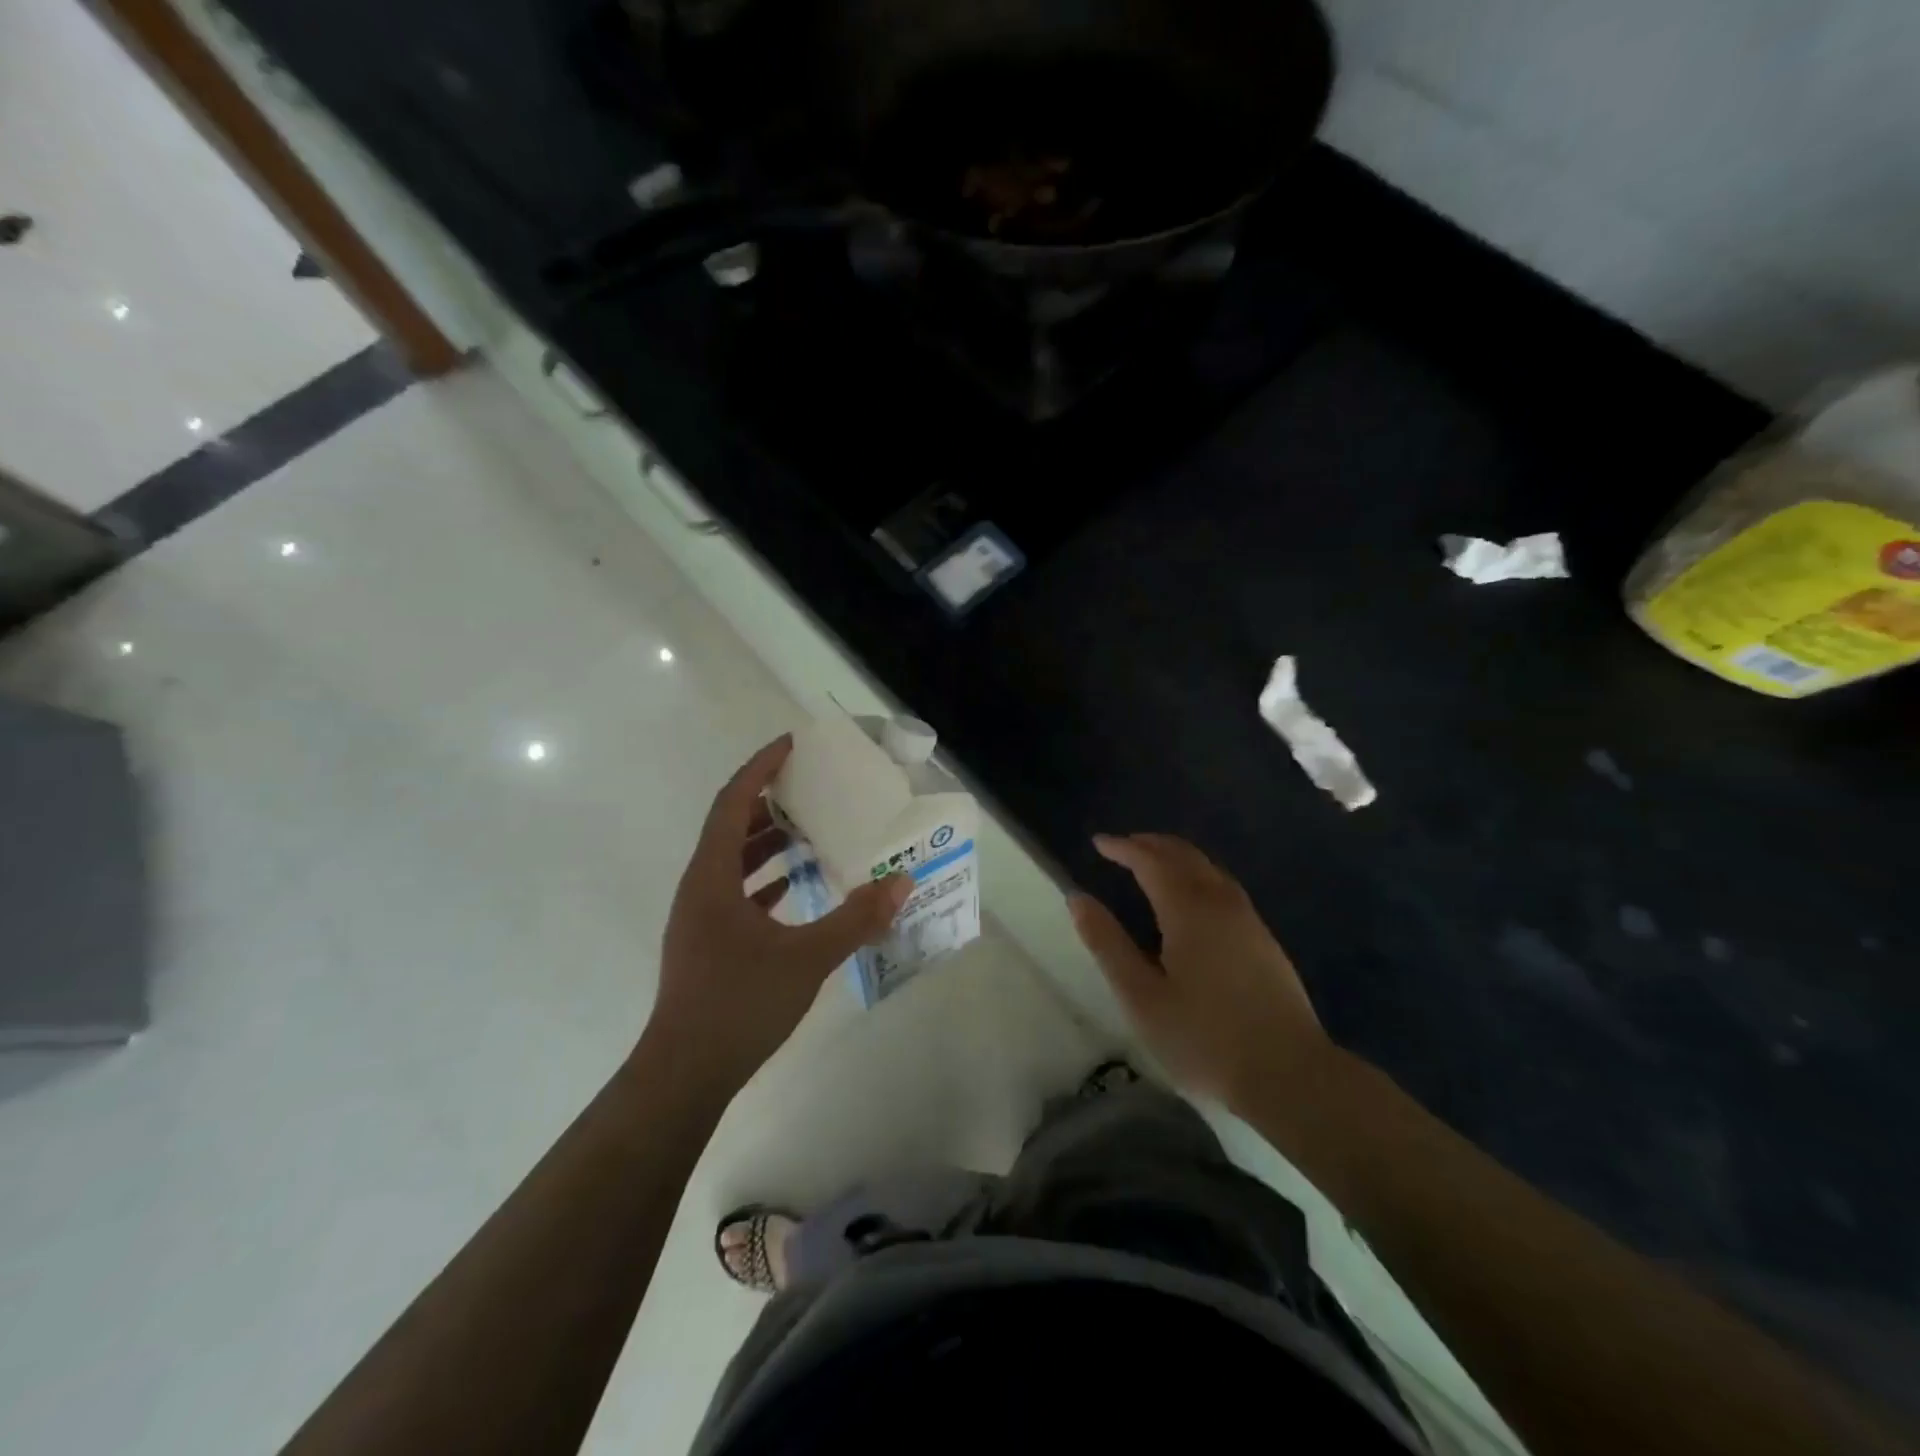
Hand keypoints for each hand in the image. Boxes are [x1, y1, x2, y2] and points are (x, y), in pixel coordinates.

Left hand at [648, 737, 910, 1093]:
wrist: (685, 1073)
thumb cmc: (739, 1003)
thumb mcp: (807, 957)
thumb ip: (856, 918)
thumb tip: (902, 882)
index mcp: (712, 877)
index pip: (733, 803)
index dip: (760, 769)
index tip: (791, 745)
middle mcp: (699, 887)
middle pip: (730, 826)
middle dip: (768, 800)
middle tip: (810, 784)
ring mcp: (700, 917)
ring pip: (732, 861)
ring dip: (766, 840)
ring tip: (810, 829)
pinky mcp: (708, 942)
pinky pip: (735, 891)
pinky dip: (764, 878)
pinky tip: (795, 884)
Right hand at [1069, 833, 1328, 1110]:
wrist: (1291, 1076)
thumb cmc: (1204, 1039)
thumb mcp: (1141, 997)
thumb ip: (1108, 944)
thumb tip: (1078, 898)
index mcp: (1188, 910)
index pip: (1151, 861)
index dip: (1123, 848)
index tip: (1098, 842)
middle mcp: (1221, 903)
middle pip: (1185, 855)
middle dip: (1151, 844)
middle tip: (1122, 846)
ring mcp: (1249, 920)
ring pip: (1209, 869)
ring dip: (1177, 857)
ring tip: (1152, 865)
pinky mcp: (1264, 941)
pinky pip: (1223, 887)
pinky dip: (1197, 875)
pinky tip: (1191, 899)